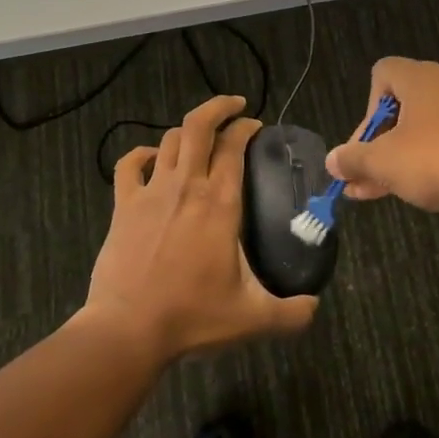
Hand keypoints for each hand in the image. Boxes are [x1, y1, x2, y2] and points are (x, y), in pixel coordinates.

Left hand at [83, 94, 318, 363]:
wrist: (128, 330)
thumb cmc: (192, 317)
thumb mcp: (253, 318)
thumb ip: (292, 313)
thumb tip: (315, 307)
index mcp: (220, 203)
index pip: (234, 146)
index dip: (246, 127)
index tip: (257, 126)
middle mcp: (186, 186)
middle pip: (198, 126)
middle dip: (219, 107)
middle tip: (236, 107)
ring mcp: (151, 193)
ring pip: (168, 140)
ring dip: (187, 132)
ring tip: (201, 139)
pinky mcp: (123, 206)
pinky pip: (129, 164)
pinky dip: (142, 154)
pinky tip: (152, 159)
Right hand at [325, 58, 438, 234]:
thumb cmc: (438, 161)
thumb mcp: (384, 162)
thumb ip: (352, 159)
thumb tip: (332, 161)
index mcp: (422, 77)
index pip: (382, 73)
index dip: (365, 109)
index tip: (364, 144)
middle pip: (399, 106)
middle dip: (374, 142)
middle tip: (361, 175)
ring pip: (419, 130)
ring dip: (394, 158)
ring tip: (370, 193)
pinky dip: (423, 163)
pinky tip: (407, 193)